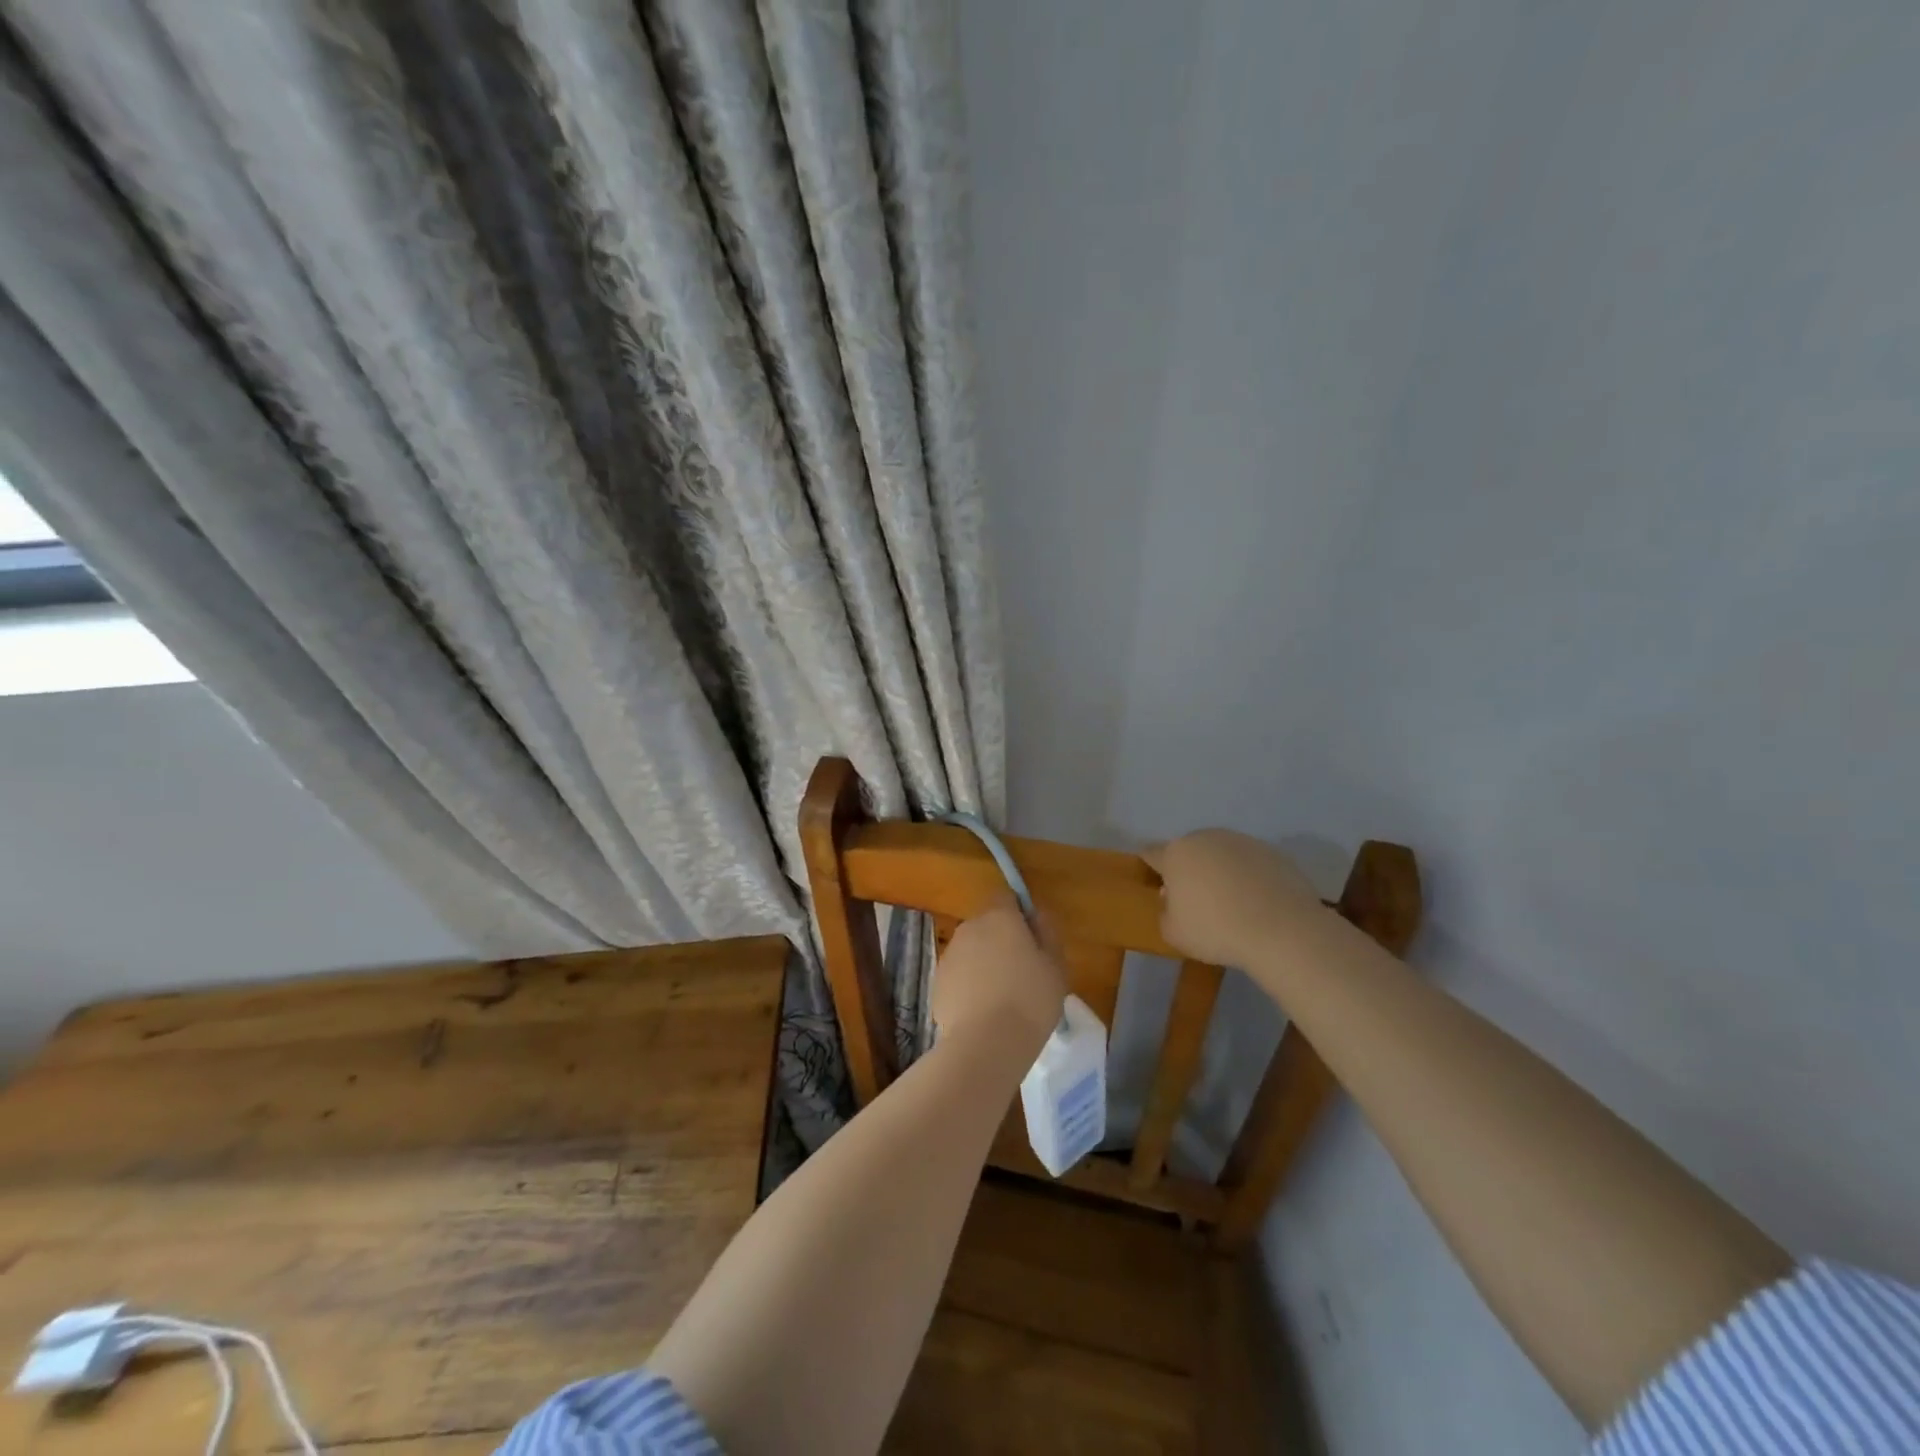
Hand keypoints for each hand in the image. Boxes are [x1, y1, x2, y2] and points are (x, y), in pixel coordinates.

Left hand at [931, 893, 1066, 1059]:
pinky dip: (969, 986)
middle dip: (1001, 941)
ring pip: (971, 951)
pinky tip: (984, 1013)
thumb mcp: (1056, 966)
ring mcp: (949, 955)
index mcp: (999, 917)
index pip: (1006, 897)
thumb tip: (1037, 915)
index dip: (1019, 913)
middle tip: (1022, 971)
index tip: (1032, 938)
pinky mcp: (937, 983)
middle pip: (987, 924)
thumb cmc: (1031, 999)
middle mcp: (969, 928)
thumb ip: (1047, 933)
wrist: (986, 1043)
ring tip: (1003, 997)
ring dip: (984, 963)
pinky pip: (959, 976)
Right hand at [1142, 830, 1327, 966]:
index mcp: (1176, 853)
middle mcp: (1206, 838)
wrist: (1282, 929)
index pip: (1152, 852)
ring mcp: (1242, 841)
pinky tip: (1257, 902)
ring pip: (1221, 854)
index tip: (1155, 882)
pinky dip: (1248, 877)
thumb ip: (1165, 911)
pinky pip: (1250, 863)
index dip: (1150, 866)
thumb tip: (1172, 898)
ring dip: (1220, 871)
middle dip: (1188, 869)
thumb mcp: (1173, 933)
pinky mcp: (1272, 852)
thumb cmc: (1216, 930)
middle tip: (1196, 899)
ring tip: (1232, 902)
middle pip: (1189, 850)